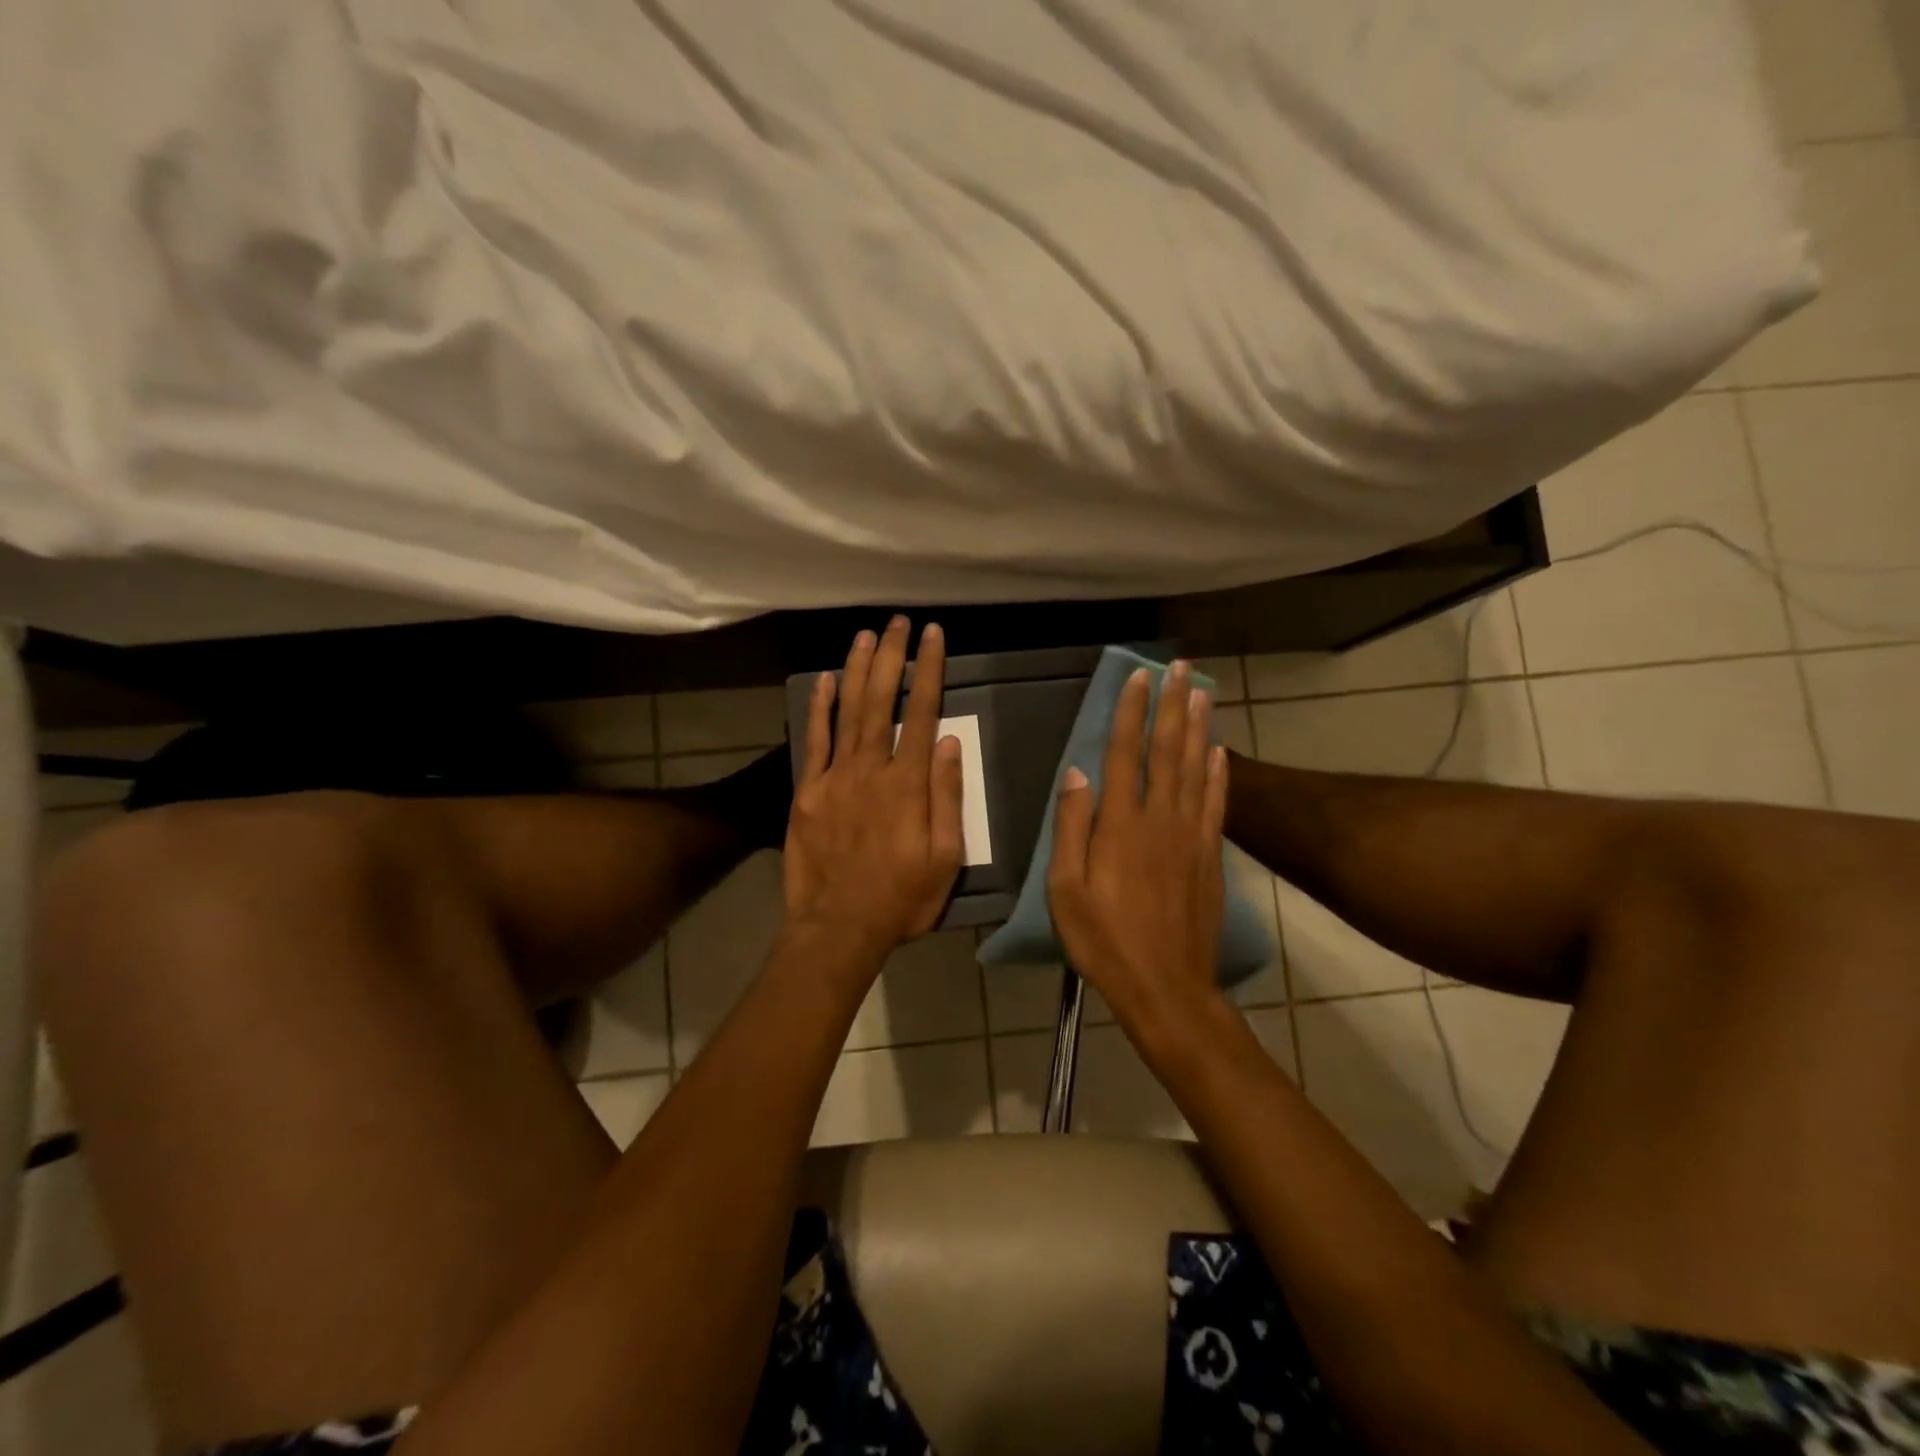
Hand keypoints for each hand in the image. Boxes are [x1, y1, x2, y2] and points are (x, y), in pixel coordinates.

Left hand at [783, 617, 964, 957]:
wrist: (839, 926)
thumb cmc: (902, 897)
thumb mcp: (946, 857)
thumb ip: (947, 797)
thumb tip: (952, 744)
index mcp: (909, 784)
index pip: (923, 714)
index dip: (929, 671)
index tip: (933, 637)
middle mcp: (872, 769)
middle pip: (883, 701)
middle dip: (892, 657)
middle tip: (897, 621)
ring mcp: (835, 777)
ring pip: (848, 712)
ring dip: (857, 670)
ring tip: (865, 635)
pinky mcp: (808, 792)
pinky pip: (815, 741)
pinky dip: (819, 708)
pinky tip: (824, 680)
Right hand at [1048, 661, 1229, 1032]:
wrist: (1167, 988)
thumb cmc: (1105, 942)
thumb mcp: (1066, 891)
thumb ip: (1071, 828)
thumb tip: (1077, 773)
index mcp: (1121, 827)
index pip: (1126, 755)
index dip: (1133, 713)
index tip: (1139, 678)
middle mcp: (1161, 820)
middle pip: (1168, 752)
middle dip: (1173, 705)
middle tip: (1181, 667)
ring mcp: (1191, 837)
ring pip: (1197, 770)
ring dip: (1199, 728)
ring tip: (1203, 692)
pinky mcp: (1210, 857)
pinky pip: (1217, 805)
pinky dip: (1220, 774)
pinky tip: (1221, 751)